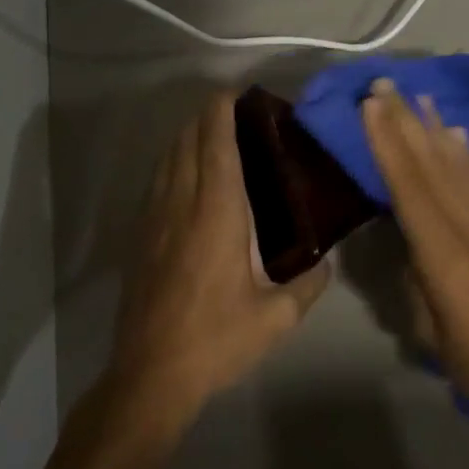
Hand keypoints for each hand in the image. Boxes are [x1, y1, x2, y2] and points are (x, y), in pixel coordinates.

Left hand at [108, 91, 330, 426]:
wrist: (150, 375)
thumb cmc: (216, 340)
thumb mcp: (275, 318)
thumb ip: (309, 285)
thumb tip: (328, 262)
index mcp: (217, 213)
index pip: (217, 144)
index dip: (223, 110)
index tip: (239, 93)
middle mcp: (182, 204)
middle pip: (188, 140)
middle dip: (207, 115)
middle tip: (236, 110)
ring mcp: (155, 218)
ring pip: (167, 157)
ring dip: (187, 135)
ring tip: (212, 132)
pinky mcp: (140, 236)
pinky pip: (156, 181)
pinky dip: (172, 161)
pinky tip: (186, 173)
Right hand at [362, 80, 468, 440]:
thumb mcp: (433, 335)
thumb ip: (415, 284)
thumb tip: (405, 248)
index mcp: (444, 255)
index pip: (409, 187)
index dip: (388, 144)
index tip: (371, 106)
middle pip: (431, 165)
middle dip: (405, 122)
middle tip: (385, 84)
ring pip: (457, 166)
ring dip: (433, 128)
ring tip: (417, 96)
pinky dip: (465, 153)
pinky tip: (456, 134)